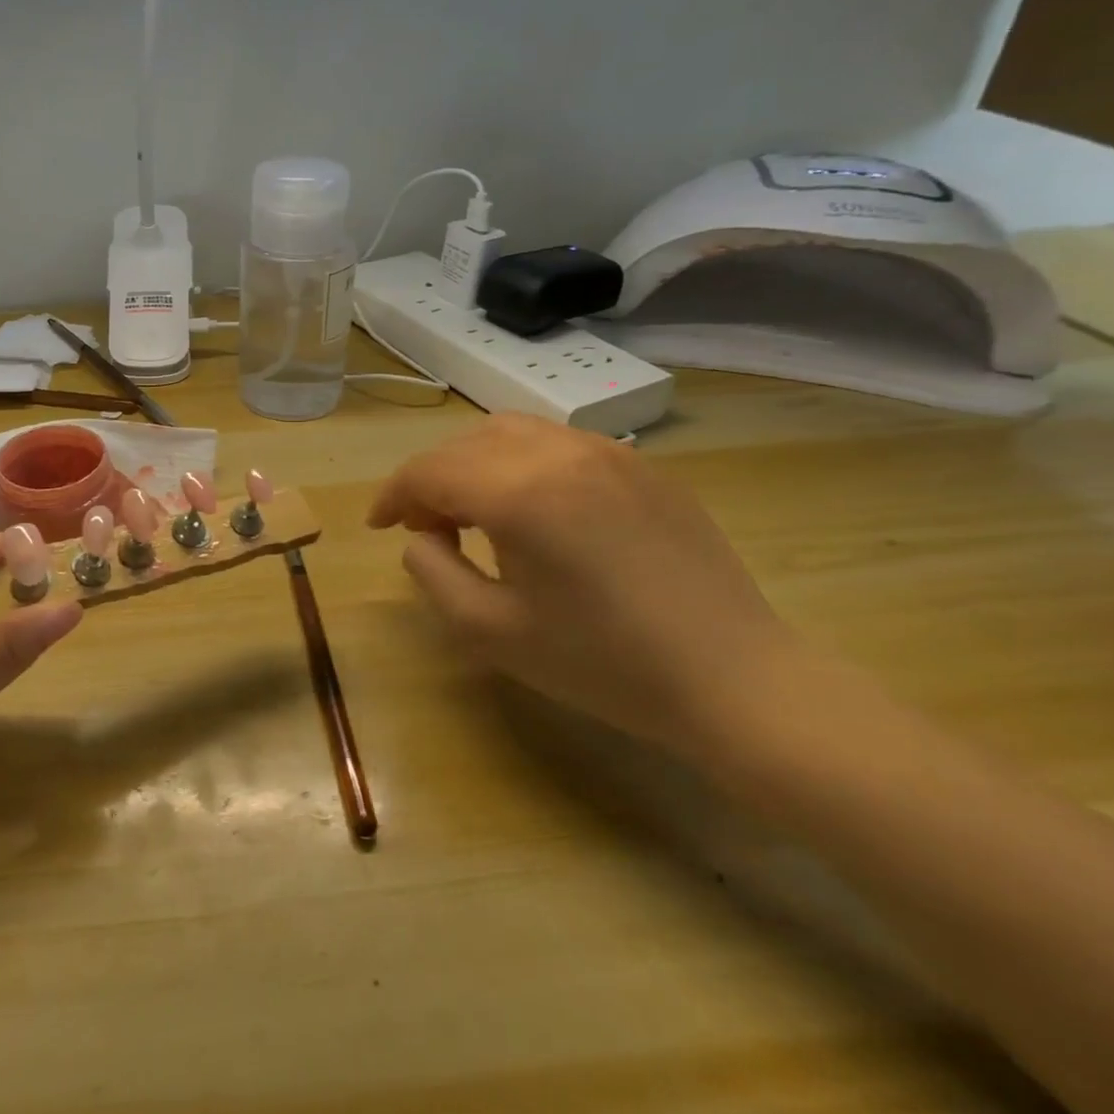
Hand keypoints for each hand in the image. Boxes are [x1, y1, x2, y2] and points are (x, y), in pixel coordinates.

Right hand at [367, 414, 795, 754]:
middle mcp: (560, 454)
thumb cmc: (602, 663)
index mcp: (520, 494)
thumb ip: (432, 570)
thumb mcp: (489, 630)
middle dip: (429, 479)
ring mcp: (609, 453)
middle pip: (464, 444)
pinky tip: (534, 509)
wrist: (735, 682)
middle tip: (424, 526)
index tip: (378, 525)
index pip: (428, 471)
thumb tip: (421, 535)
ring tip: (474, 511)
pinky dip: (521, 462)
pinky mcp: (643, 466)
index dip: (392, 495)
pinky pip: (559, 444)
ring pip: (510, 432)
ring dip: (473, 463)